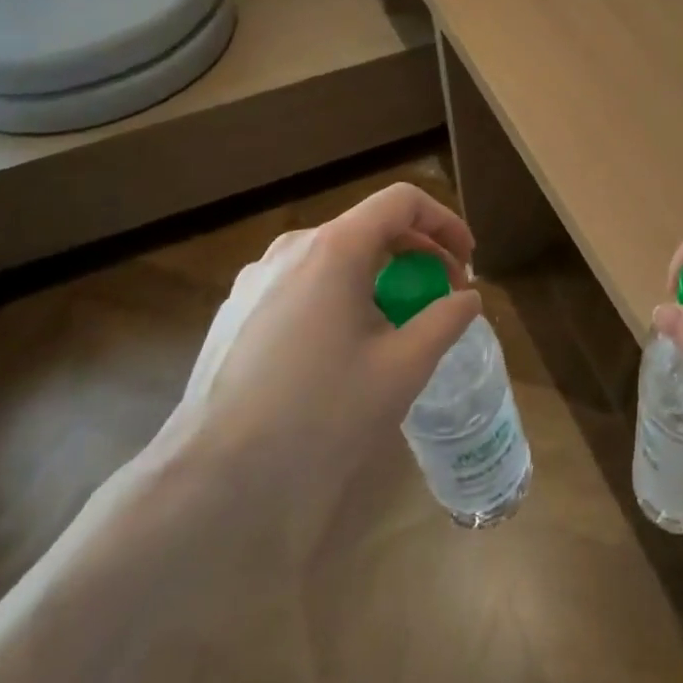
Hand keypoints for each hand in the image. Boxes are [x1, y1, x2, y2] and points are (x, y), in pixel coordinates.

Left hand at [157, 182, 481, 553]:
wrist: (215, 480)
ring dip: (378, 276)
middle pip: (369, 227)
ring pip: (334, 257)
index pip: (402, 201)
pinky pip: (302, 283)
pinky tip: (341, 348)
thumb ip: (445, 320)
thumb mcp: (403, 367)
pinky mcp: (235, 311)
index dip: (444, 222)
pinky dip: (339, 295)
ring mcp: (256, 278)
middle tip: (441, 296)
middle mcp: (291, 248)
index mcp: (334, 248)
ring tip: (394, 326)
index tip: (466, 263)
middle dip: (416, 254)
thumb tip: (467, 299)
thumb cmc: (321, 414)